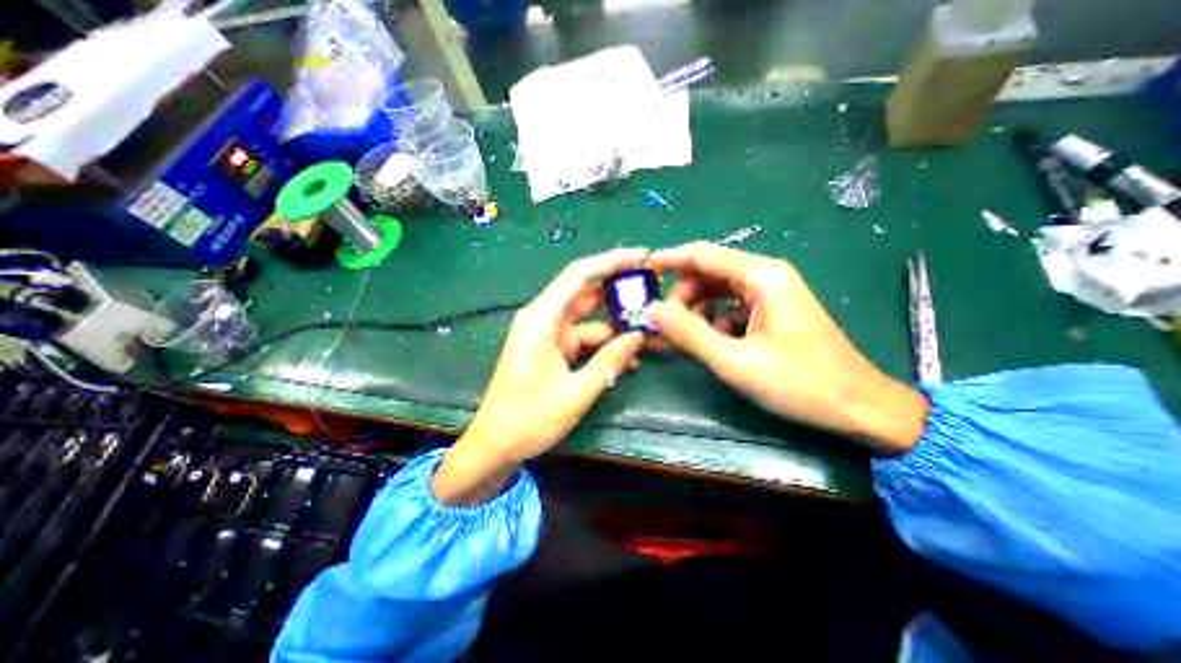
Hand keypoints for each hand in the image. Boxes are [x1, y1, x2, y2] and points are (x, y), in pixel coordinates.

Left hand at [432, 247, 648, 501]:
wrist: (496, 445)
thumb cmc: (529, 419)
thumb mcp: (576, 392)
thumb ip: (609, 361)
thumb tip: (638, 336)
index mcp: (542, 319)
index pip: (579, 275)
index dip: (612, 261)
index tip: (643, 256)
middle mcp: (545, 319)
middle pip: (588, 294)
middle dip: (621, 293)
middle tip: (656, 292)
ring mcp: (551, 335)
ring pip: (591, 320)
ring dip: (619, 326)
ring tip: (653, 331)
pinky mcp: (555, 351)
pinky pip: (586, 341)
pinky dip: (606, 346)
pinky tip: (630, 359)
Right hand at [650, 242, 925, 456]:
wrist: (858, 407)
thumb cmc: (799, 383)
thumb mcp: (735, 361)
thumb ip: (690, 334)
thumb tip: (653, 311)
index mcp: (761, 276)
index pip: (701, 255)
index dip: (668, 260)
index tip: (640, 272)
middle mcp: (765, 276)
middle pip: (708, 272)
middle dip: (681, 294)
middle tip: (662, 322)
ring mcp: (769, 293)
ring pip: (717, 290)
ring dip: (695, 309)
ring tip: (681, 335)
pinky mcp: (770, 311)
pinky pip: (730, 306)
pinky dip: (713, 320)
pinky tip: (711, 343)